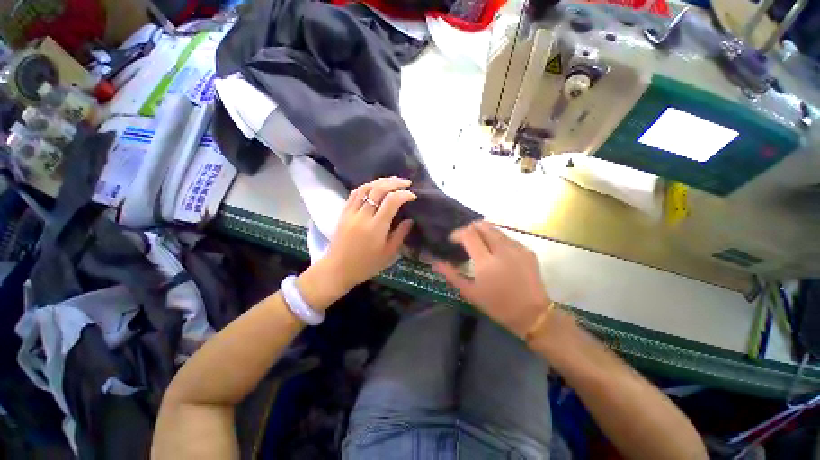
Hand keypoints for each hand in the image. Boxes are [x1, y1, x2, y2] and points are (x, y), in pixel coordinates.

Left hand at [323, 177, 415, 290]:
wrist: (337, 269)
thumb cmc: (366, 265)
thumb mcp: (388, 254)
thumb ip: (400, 235)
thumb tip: (409, 220)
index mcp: (376, 227)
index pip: (391, 201)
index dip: (404, 195)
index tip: (413, 196)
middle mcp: (363, 216)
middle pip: (379, 190)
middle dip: (395, 183)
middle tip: (406, 183)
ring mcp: (351, 212)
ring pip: (366, 188)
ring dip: (381, 181)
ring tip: (393, 180)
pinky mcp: (344, 212)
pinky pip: (355, 193)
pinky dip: (367, 186)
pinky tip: (374, 186)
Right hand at [433, 221, 552, 338]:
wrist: (532, 315)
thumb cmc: (497, 305)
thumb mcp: (470, 293)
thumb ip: (451, 274)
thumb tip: (435, 262)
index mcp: (486, 261)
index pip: (469, 234)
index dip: (457, 233)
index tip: (452, 240)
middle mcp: (502, 249)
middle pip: (483, 226)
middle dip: (471, 229)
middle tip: (465, 239)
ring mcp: (517, 248)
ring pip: (496, 230)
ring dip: (484, 233)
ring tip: (479, 245)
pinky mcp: (528, 251)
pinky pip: (508, 238)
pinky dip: (497, 240)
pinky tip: (496, 252)